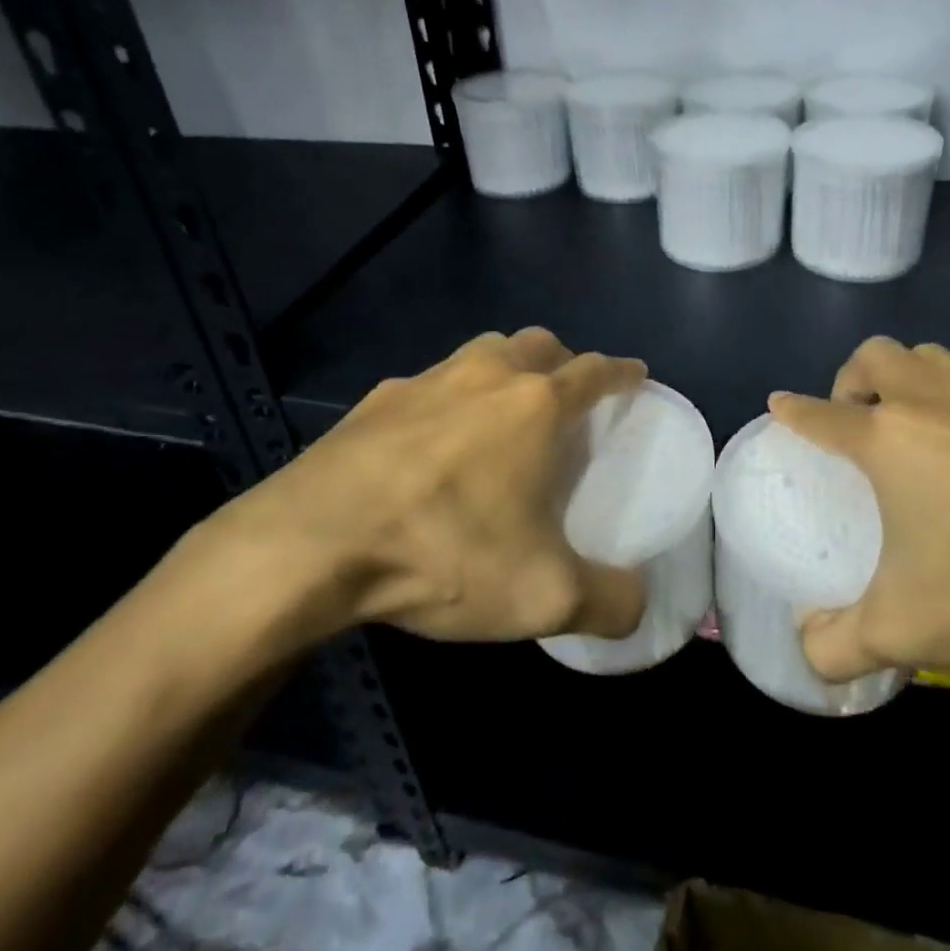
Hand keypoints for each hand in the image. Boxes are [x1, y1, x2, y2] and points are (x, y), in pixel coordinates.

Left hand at [170, 329, 648, 658]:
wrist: (310, 545)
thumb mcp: (542, 596)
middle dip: (563, 361)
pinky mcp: (374, 400)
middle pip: (538, 343)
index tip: (635, 376)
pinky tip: (434, 440)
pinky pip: (428, 383)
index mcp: (534, 405)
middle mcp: (484, 376)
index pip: (595, 370)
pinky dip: (449, 397)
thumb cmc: (443, 552)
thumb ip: (607, 602)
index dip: (622, 372)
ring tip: (505, 411)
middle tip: (569, 397)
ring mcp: (424, 381)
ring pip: (481, 352)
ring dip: (506, 368)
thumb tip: (639, 607)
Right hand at [770, 337, 949, 681]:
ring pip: (939, 358)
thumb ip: (838, 646)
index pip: (821, 413)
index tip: (782, 405)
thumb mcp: (908, 632)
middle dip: (854, 378)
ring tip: (925, 430)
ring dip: (915, 380)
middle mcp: (938, 401)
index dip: (794, 409)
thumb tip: (807, 654)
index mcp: (890, 439)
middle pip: (878, 355)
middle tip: (860, 421)